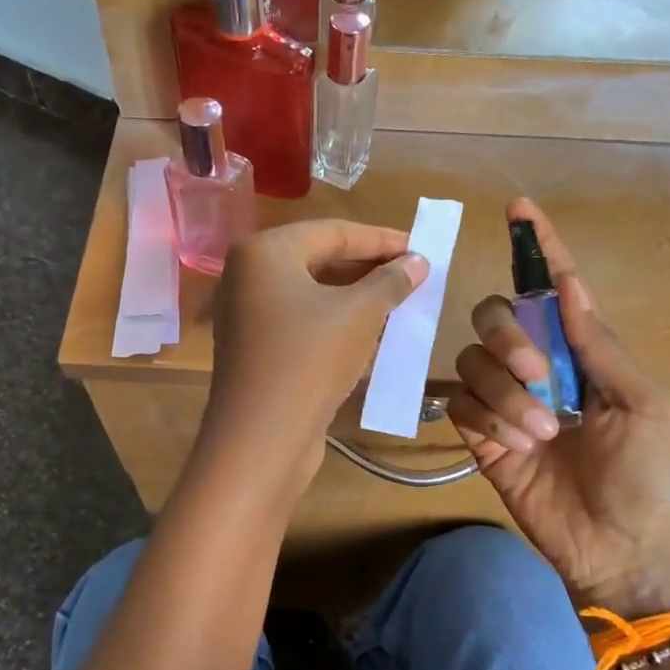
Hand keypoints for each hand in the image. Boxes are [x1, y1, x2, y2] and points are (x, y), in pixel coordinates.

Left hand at [201, 219, 426, 494]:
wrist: (262, 437)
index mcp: (264, 252)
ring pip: (313, 294)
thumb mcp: (360, 314)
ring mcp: (247, 314)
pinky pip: (302, 323)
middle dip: (369, 269)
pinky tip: (373, 334)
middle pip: (320, 260)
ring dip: (357, 298)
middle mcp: (248, 276)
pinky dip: (336, 323)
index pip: (333, 232)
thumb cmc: (310, 359)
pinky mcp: (256, 349)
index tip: (421, 248)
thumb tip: (418, 261)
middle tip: (413, 275)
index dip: (382, 240)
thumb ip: (390, 281)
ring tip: (401, 303)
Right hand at [446, 199, 669, 617]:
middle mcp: (539, 368)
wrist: (622, 549)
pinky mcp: (481, 436)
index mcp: (584, 353)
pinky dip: (488, 418)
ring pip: (473, 362)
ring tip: (538, 434)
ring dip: (505, 392)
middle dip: (509, 336)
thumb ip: (598, 345)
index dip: (540, 249)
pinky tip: (517, 447)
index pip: (556, 290)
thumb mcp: (641, 404)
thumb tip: (569, 284)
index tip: (521, 209)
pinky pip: (463, 405)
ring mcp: (506, 402)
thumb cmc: (649, 475)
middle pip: (496, 317)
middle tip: (537, 374)